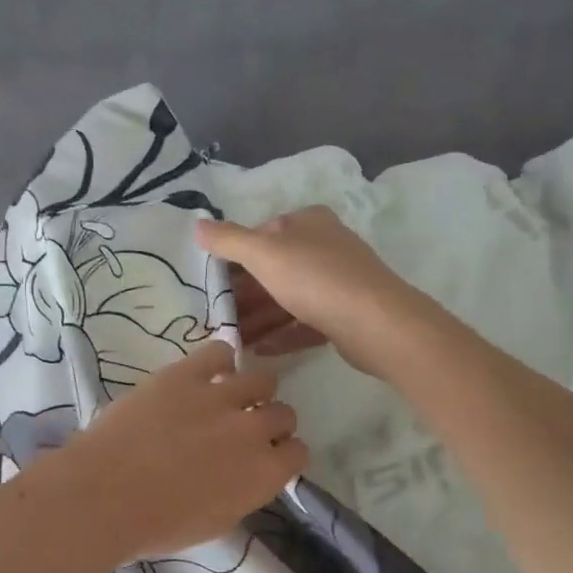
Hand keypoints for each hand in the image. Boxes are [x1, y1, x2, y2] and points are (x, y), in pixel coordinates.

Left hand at [39, 340, 306, 562]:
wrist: (104, 495)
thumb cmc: (157, 525)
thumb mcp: (216, 522)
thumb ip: (242, 492)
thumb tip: (245, 474)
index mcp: (264, 474)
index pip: (298, 452)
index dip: (281, 453)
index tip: (263, 456)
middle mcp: (253, 430)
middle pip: (283, 413)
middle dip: (268, 422)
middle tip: (241, 430)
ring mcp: (220, 396)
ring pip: (261, 380)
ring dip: (250, 391)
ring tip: (226, 399)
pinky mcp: (185, 374)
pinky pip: (219, 352)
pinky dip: (219, 361)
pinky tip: (205, 374)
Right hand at [198, 208, 421, 375]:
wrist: (375, 323)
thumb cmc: (315, 278)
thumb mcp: (263, 253)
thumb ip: (228, 240)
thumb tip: (197, 225)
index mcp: (309, 222)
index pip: (263, 233)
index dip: (236, 255)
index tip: (212, 282)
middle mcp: (326, 246)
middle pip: (275, 269)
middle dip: (245, 293)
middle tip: (216, 316)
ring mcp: (338, 282)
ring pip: (289, 298)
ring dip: (260, 317)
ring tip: (232, 338)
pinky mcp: (345, 315)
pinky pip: (305, 323)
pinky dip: (282, 334)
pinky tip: (259, 350)